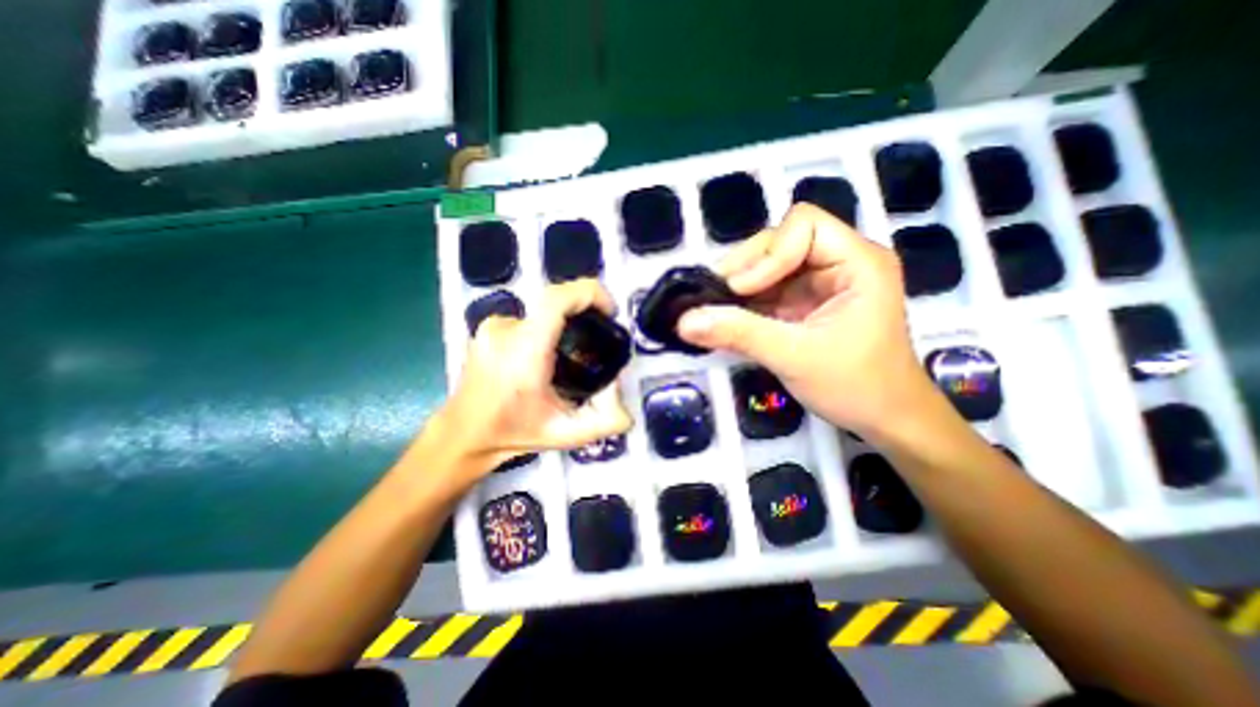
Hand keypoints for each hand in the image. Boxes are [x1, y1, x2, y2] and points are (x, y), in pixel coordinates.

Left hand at [439, 280, 634, 471]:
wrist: (464, 434)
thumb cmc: (515, 433)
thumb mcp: (570, 434)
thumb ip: (609, 419)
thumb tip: (620, 384)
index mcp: (524, 354)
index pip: (555, 300)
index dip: (588, 293)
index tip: (608, 310)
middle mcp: (505, 331)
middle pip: (555, 302)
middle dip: (584, 312)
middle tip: (596, 340)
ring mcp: (493, 326)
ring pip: (543, 312)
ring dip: (563, 325)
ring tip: (567, 357)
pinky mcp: (488, 327)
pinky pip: (529, 318)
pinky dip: (545, 330)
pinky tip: (544, 357)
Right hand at [680, 201, 934, 438]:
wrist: (884, 419)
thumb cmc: (855, 386)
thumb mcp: (794, 357)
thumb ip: (739, 334)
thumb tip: (684, 321)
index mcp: (857, 262)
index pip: (803, 225)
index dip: (767, 253)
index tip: (740, 291)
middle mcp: (839, 261)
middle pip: (780, 240)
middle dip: (746, 269)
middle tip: (717, 300)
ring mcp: (820, 282)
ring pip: (768, 265)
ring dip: (739, 287)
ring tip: (716, 311)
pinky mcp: (805, 302)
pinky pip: (767, 290)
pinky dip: (744, 303)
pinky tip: (728, 320)